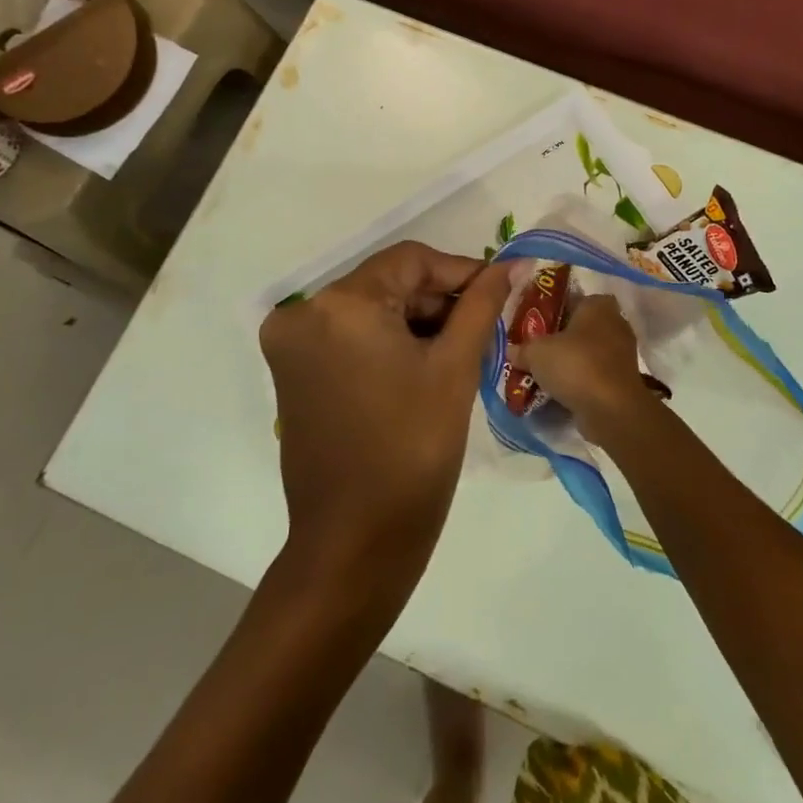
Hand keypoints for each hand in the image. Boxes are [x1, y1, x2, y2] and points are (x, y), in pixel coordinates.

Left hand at [259, 242, 512, 599]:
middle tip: (486, 327)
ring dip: (416, 322)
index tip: (501, 291)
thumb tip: (512, 264)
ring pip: (370, 309)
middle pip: (388, 283)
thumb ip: (482, 304)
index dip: (461, 271)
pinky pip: (350, 336)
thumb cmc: (414, 451)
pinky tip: (424, 366)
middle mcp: (303, 314)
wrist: (355, 542)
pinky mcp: (293, 373)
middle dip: (439, 301)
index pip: (411, 260)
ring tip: (461, 350)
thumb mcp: (455, 369)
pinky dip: (388, 342)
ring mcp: (291, 345)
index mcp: (341, 305)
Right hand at [509, 294, 655, 433]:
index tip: (533, 324)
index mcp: (597, 305)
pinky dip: (579, 380)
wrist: (611, 408)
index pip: (572, 299)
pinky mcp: (622, 379)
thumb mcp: (536, 353)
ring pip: (587, 352)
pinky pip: (594, 374)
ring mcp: (622, 352)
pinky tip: (557, 390)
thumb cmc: (575, 365)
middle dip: (559, 338)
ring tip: (541, 372)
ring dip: (568, 362)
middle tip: (534, 349)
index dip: (551, 310)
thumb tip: (511, 351)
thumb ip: (522, 349)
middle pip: (579, 327)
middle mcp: (615, 323)